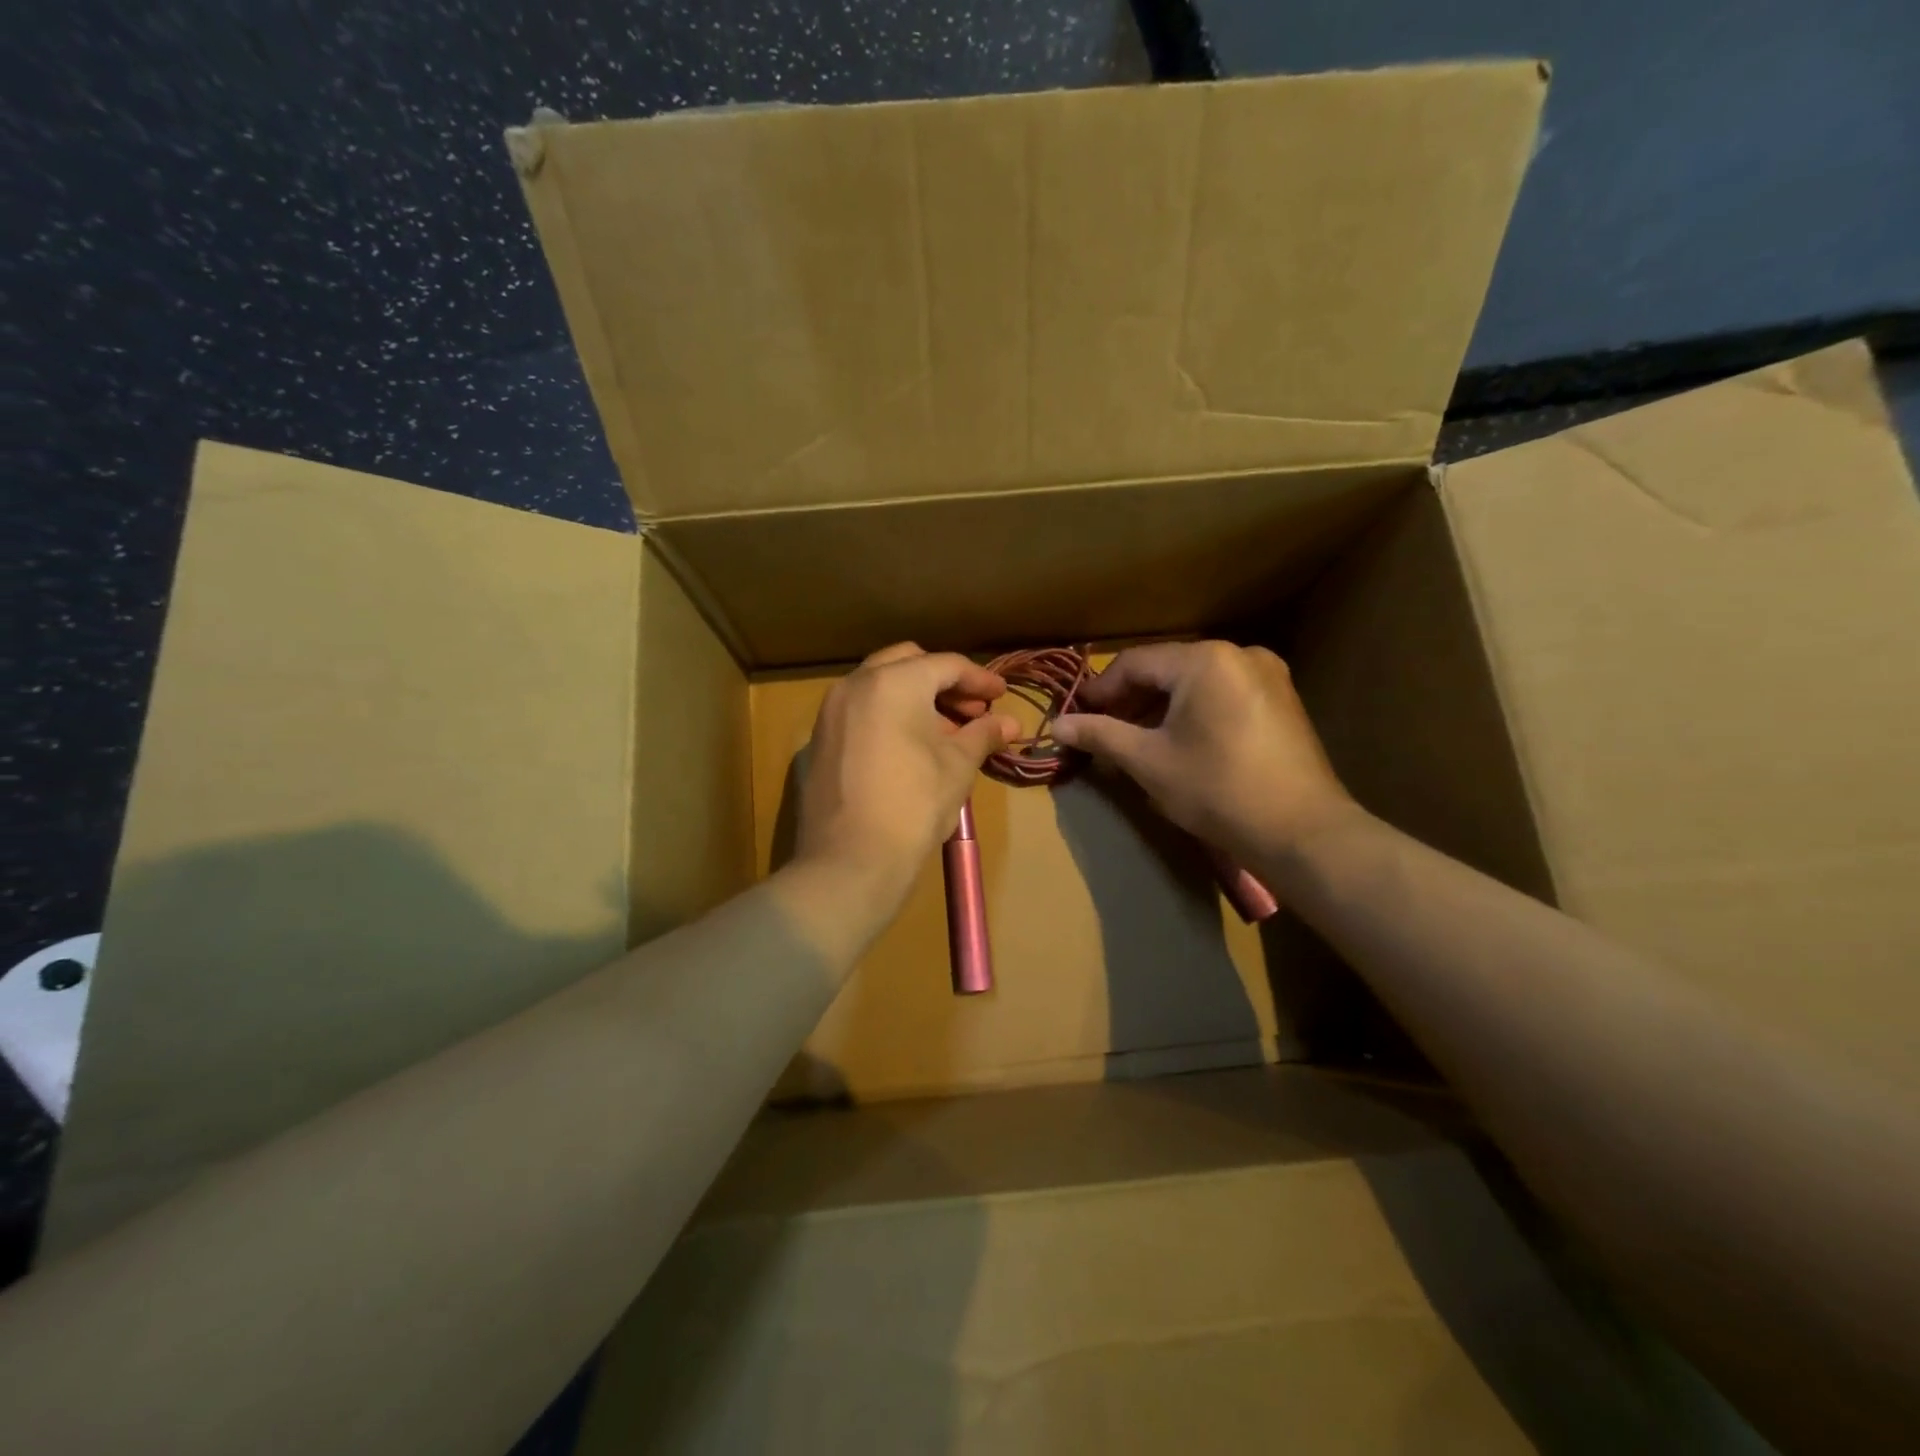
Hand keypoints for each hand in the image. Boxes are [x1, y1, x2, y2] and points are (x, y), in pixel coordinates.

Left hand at [791, 643, 1018, 919]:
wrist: (850, 860)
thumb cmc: (914, 805)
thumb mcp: (958, 766)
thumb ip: (983, 734)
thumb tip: (1010, 723)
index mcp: (893, 682)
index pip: (946, 665)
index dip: (980, 679)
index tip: (1002, 694)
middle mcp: (856, 685)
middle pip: (908, 664)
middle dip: (943, 681)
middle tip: (972, 710)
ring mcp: (831, 712)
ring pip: (880, 686)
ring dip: (915, 698)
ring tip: (946, 732)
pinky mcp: (819, 740)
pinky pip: (860, 712)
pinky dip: (888, 716)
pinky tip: (909, 747)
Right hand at [1051, 641, 1357, 863]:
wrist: (1302, 832)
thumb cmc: (1217, 790)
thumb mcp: (1148, 761)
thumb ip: (1100, 735)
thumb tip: (1056, 725)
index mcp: (1204, 660)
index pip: (1134, 663)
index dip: (1100, 690)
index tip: (1076, 717)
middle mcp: (1239, 654)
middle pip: (1166, 670)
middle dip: (1130, 701)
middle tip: (1102, 732)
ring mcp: (1267, 675)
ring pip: (1194, 683)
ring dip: (1160, 708)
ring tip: (1135, 742)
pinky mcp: (1282, 700)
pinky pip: (1222, 694)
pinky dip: (1193, 712)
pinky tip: (1178, 742)